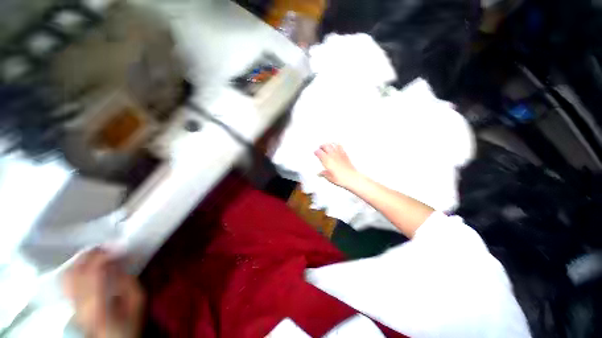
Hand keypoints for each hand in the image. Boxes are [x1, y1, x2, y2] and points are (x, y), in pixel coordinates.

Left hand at [63, 248, 144, 337]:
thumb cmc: (129, 321)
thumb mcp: (137, 301)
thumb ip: (129, 281)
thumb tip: (118, 262)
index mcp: (97, 302)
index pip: (93, 271)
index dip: (103, 255)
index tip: (117, 247)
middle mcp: (79, 301)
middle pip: (75, 271)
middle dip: (89, 254)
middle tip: (105, 246)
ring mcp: (71, 302)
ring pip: (67, 274)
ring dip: (81, 260)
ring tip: (95, 252)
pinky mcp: (70, 302)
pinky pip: (67, 280)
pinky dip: (75, 267)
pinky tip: (85, 264)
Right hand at [315, 143, 359, 188]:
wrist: (351, 178)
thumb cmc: (341, 178)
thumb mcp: (329, 178)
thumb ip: (324, 174)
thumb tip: (321, 173)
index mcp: (327, 160)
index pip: (319, 152)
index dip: (316, 152)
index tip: (316, 153)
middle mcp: (332, 155)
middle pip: (325, 146)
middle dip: (322, 146)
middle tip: (320, 148)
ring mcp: (339, 153)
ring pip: (332, 144)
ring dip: (329, 144)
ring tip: (327, 146)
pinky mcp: (344, 154)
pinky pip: (340, 146)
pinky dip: (336, 145)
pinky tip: (336, 147)